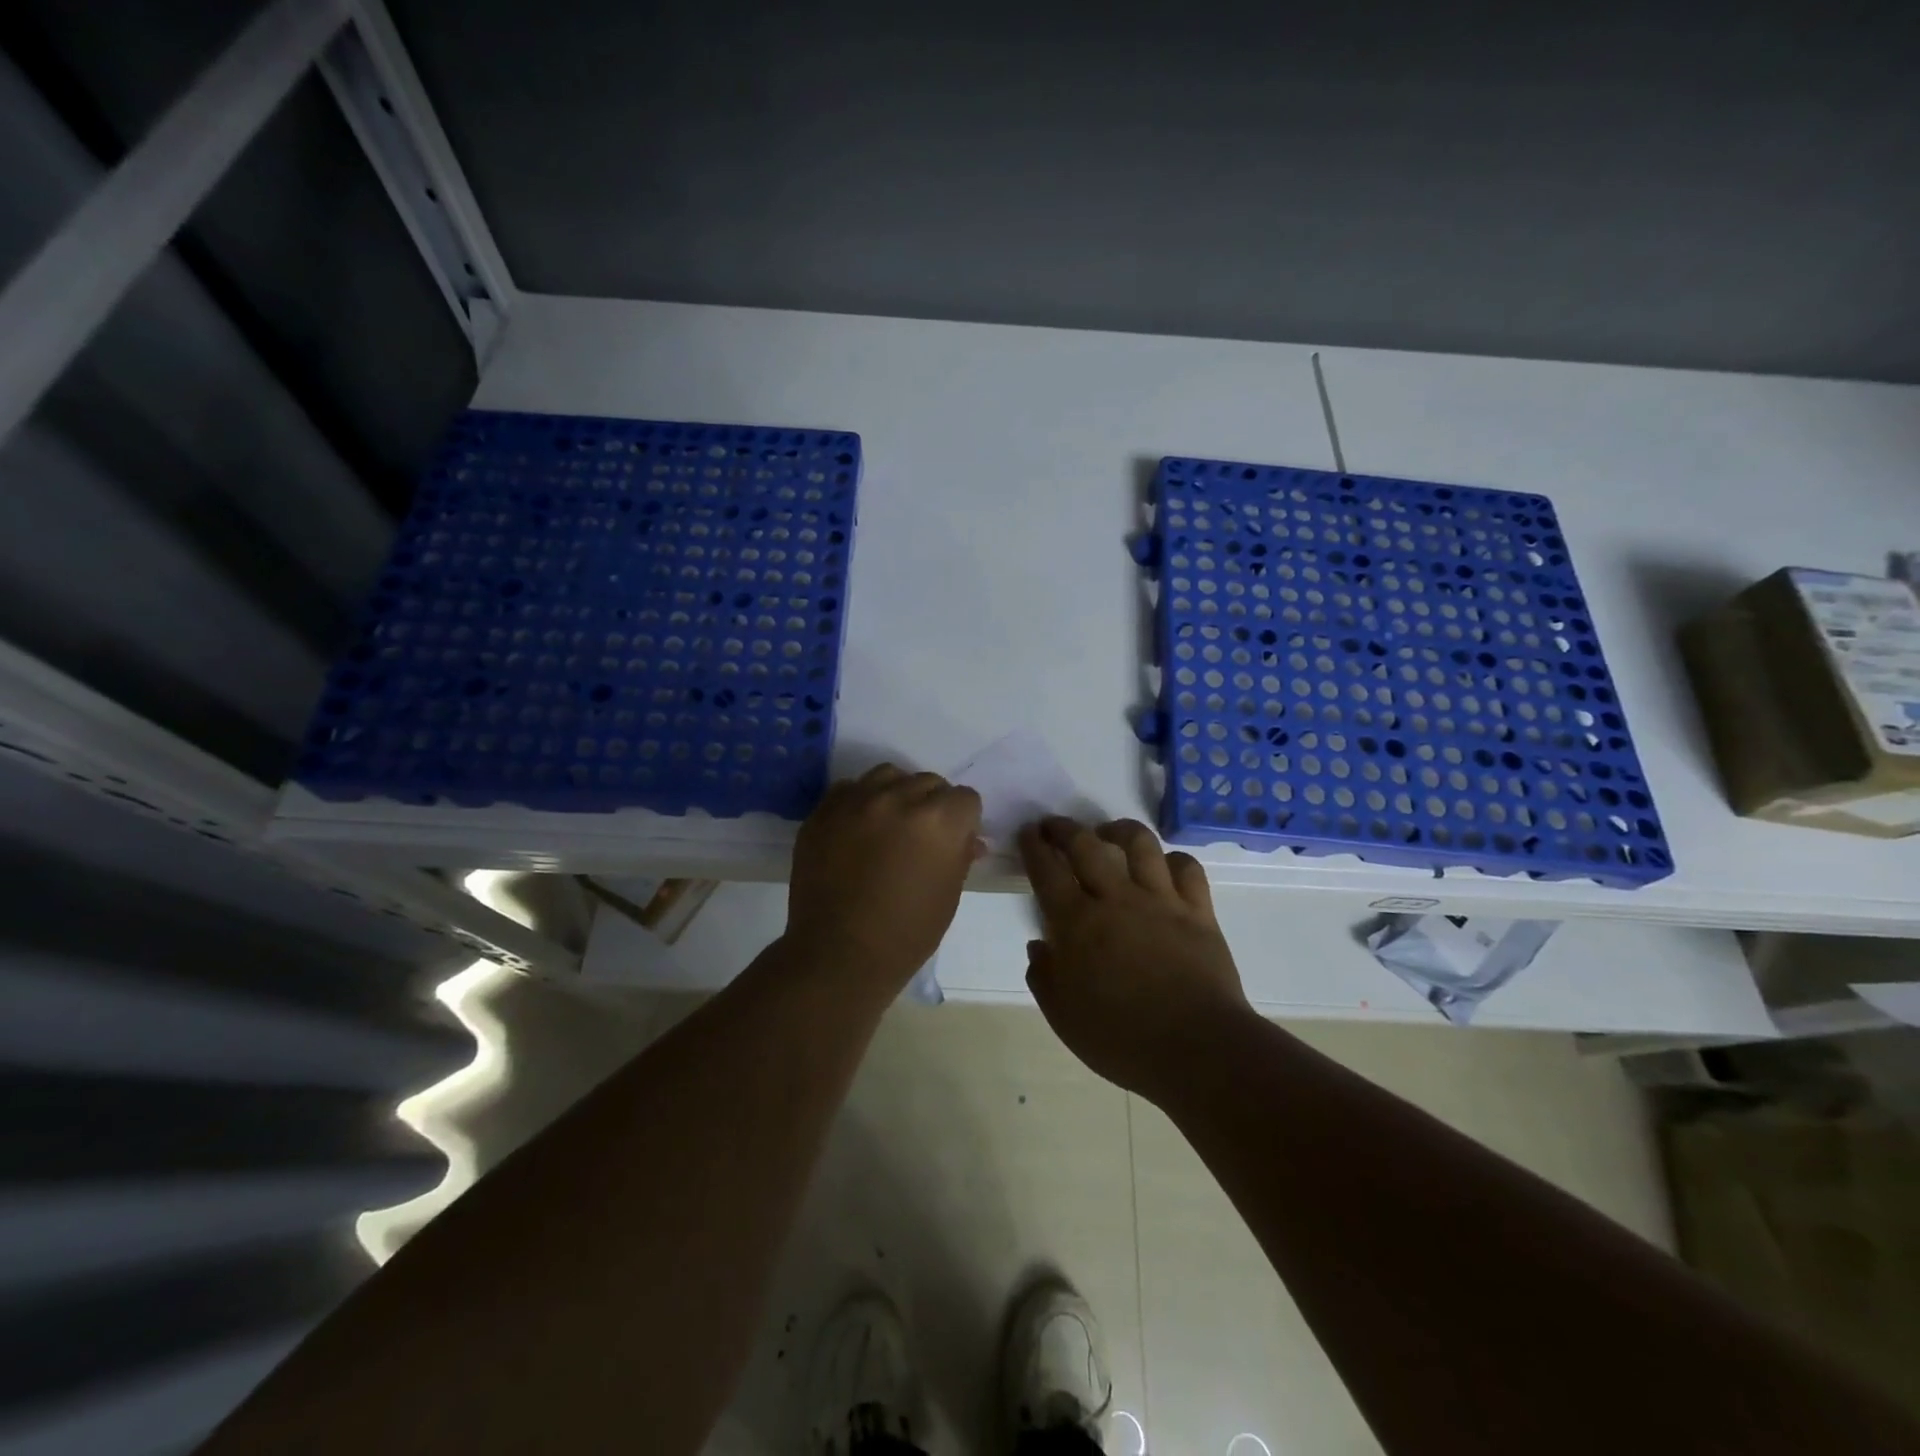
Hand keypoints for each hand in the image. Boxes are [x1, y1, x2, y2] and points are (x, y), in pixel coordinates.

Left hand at [786, 763, 983, 991]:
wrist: (838, 954)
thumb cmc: (906, 933)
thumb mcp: (948, 895)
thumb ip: (959, 856)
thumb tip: (969, 839)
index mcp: (938, 820)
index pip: (966, 798)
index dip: (965, 821)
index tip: (955, 841)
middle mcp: (898, 799)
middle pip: (928, 782)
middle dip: (933, 805)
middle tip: (923, 837)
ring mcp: (856, 802)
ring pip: (888, 775)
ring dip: (897, 793)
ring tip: (890, 823)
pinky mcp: (823, 811)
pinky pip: (849, 789)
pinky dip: (860, 801)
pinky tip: (858, 829)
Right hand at [1019, 817, 1251, 1097]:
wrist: (1196, 1049)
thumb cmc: (1121, 1039)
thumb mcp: (1063, 1016)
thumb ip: (1044, 975)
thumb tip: (1040, 945)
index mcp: (1077, 923)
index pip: (1047, 870)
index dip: (1034, 846)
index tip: (1028, 833)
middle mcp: (1117, 899)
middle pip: (1087, 845)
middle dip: (1065, 828)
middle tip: (1055, 826)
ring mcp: (1161, 901)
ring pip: (1140, 844)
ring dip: (1119, 830)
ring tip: (1109, 833)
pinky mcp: (1198, 911)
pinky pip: (1187, 868)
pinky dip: (1173, 859)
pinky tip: (1163, 864)